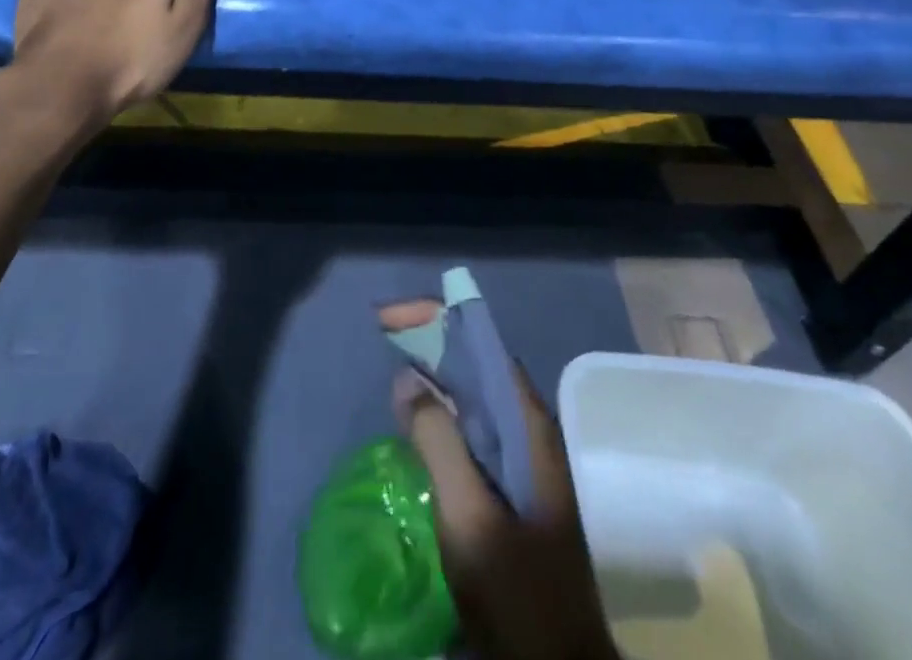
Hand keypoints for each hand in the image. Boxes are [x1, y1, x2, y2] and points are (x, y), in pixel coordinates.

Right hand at [383, 314, 619, 659]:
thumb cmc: (518, 592)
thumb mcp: (470, 516)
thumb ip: (439, 441)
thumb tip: (408, 378)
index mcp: (527, 423)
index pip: (481, 344)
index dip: (437, 319)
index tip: (390, 318)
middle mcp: (528, 430)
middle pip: (476, 365)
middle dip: (431, 341)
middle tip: (384, 335)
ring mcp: (522, 462)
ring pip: (474, 398)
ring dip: (434, 376)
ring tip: (393, 370)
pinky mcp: (511, 492)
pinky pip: (472, 432)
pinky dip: (441, 415)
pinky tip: (416, 427)